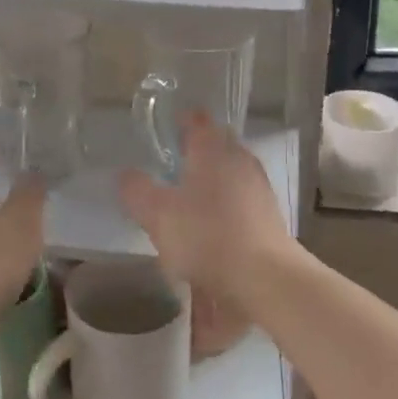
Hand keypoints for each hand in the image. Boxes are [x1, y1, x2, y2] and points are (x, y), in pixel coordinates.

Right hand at [117, 112, 289, 303]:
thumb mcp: (157, 215)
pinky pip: (243, 198)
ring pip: (232, 171)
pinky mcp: (270, 215)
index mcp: (212, 149)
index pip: (197, 120)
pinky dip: (228, 204)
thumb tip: (126, 174)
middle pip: (218, 144)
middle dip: (199, 150)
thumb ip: (137, 191)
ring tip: (192, 195)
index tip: (168, 128)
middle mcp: (239, 159)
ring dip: (214, 177)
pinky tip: (214, 224)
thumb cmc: (207, 236)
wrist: (266, 278)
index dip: (182, 120)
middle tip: (175, 162)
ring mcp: (259, 187)